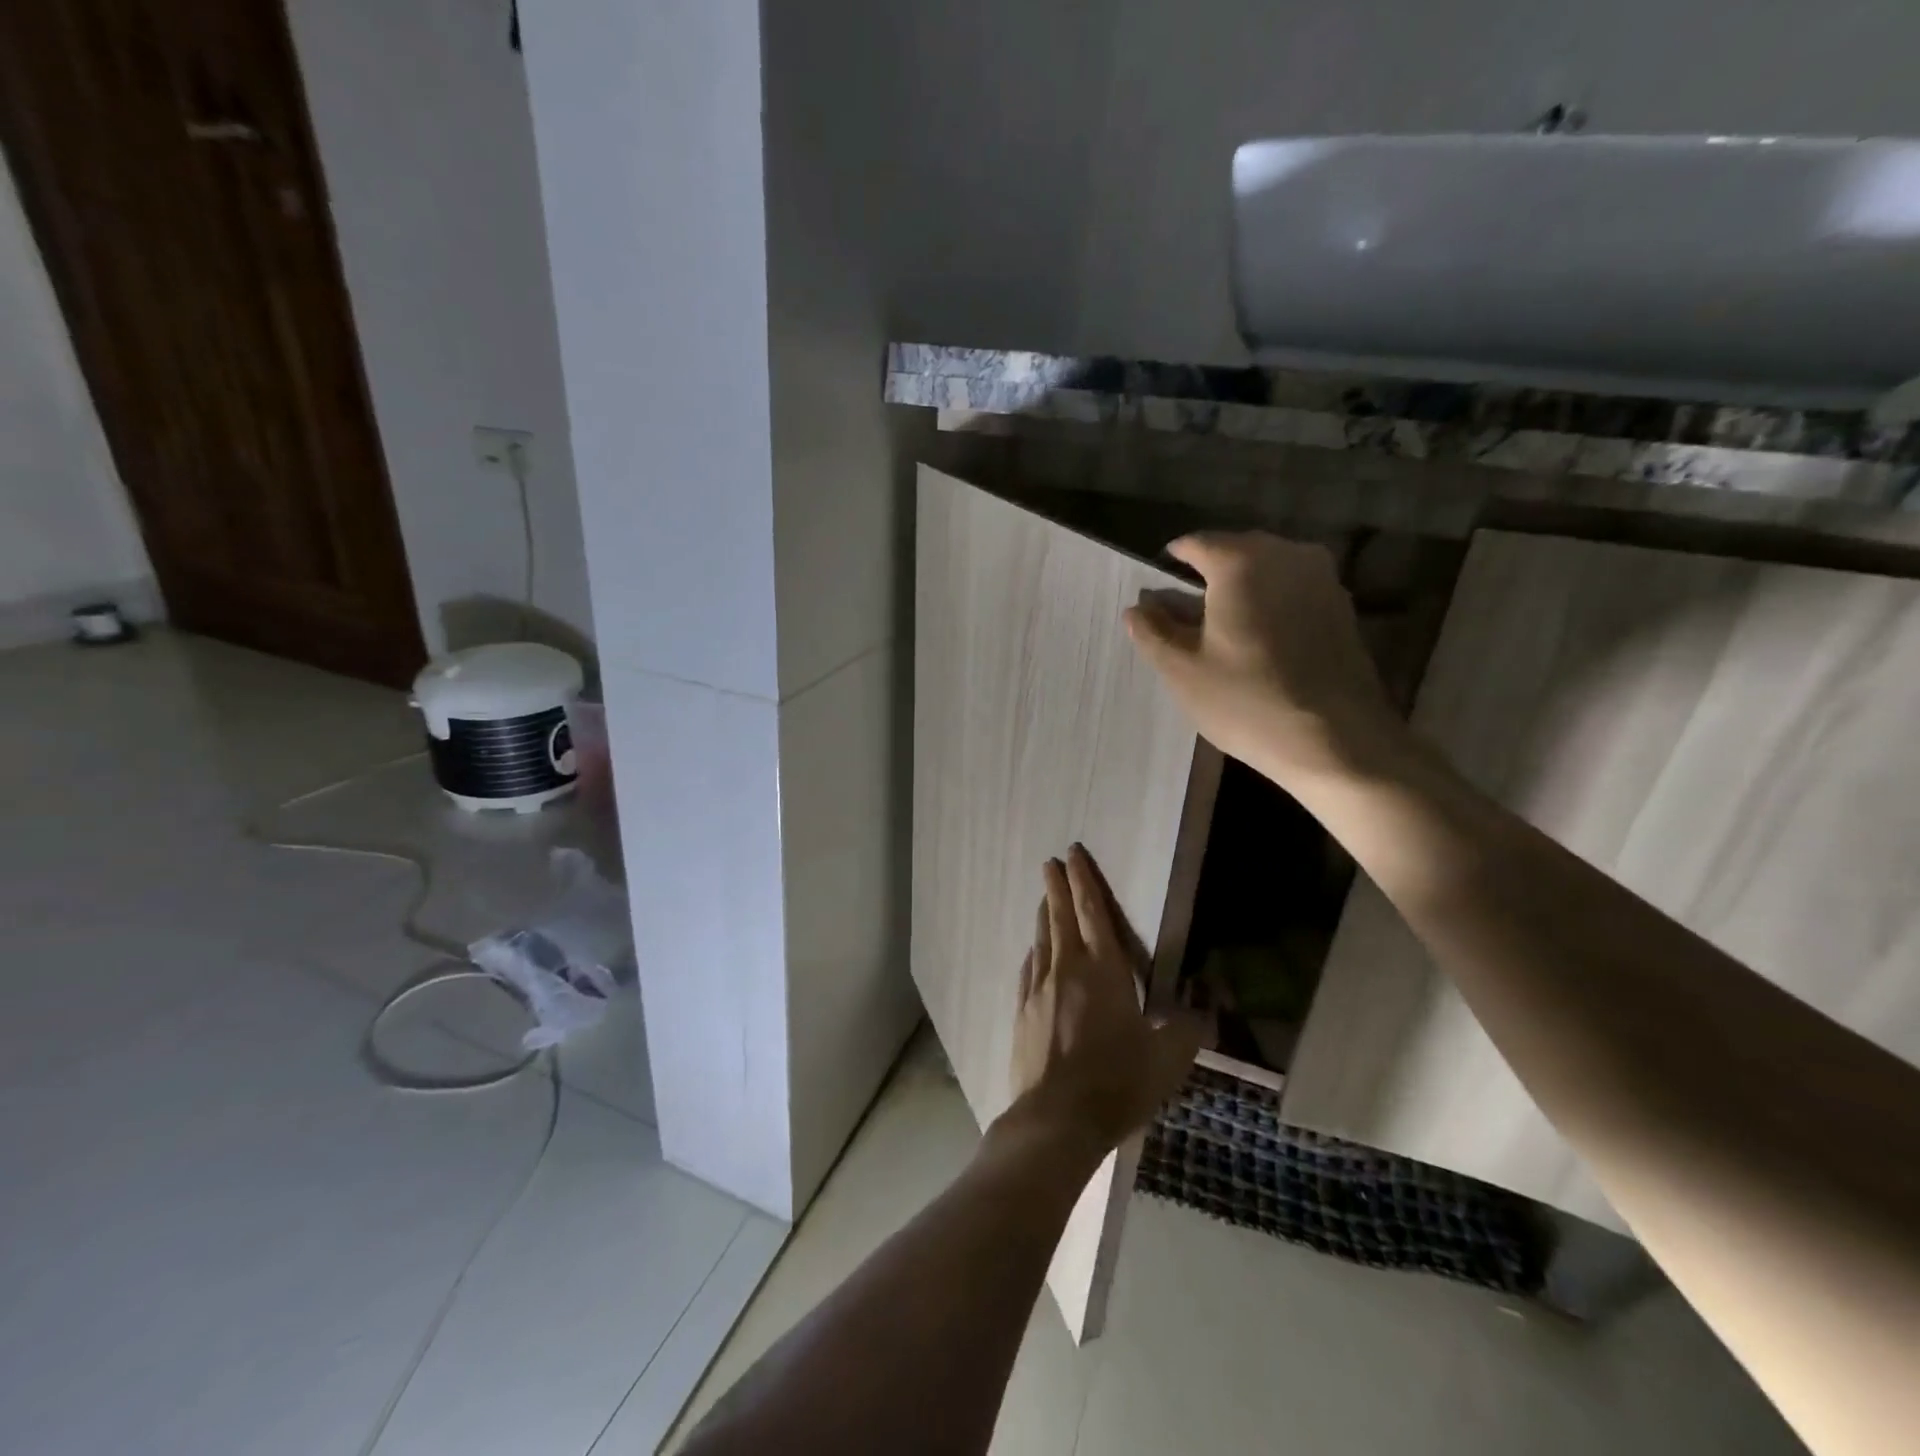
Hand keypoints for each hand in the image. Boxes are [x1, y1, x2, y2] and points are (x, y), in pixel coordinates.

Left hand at [1004, 846, 1203, 1158]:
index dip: (1084, 881)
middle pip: (1060, 917)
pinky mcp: (1022, 1011)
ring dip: (1044, 915)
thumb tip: (1205, 1009)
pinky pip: (1030, 969)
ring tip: (1043, 898)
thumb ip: (1189, 1029)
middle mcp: (1067, 969)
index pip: (1093, 912)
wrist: (1056, 1118)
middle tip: (1051, 862)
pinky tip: (1034, 952)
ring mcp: (1039, 989)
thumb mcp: (1168, 1060)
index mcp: (1104, 970)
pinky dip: (1034, 952)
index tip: (1073, 855)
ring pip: (1042, 939)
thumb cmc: (1117, 1082)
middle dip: (1057, 886)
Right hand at [1124, 532, 1400, 790]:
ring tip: (1223, 628)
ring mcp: (1322, 578)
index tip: (1158, 593)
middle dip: (1207, 575)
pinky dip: (1271, 603)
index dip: (1171, 564)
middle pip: (1234, 551)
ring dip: (1241, 589)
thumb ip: (1153, 631)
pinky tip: (1260, 641)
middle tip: (1186, 614)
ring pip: (1268, 569)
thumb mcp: (1182, 671)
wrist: (1336, 740)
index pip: (1195, 544)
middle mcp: (1286, 554)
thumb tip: (1138, 608)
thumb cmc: (1247, 701)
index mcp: (1241, 562)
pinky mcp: (1342, 606)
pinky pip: (1293, 589)